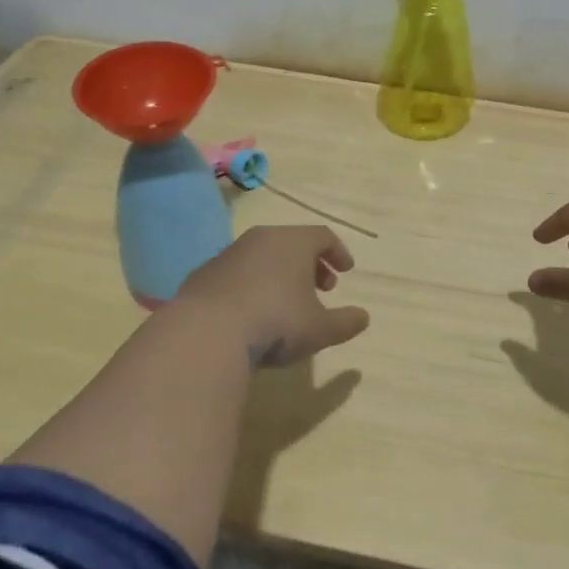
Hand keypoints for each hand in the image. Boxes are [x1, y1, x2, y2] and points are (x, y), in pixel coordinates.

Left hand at [176, 225, 370, 366]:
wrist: (206, 333)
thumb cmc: (275, 322)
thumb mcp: (320, 329)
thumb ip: (346, 322)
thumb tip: (363, 317)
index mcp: (293, 242)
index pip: (323, 236)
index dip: (338, 252)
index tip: (346, 271)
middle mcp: (261, 239)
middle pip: (292, 242)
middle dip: (310, 263)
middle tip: (322, 287)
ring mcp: (229, 253)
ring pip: (263, 255)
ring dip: (280, 273)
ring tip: (287, 302)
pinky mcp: (204, 273)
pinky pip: (238, 272)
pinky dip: (252, 284)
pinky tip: (253, 311)